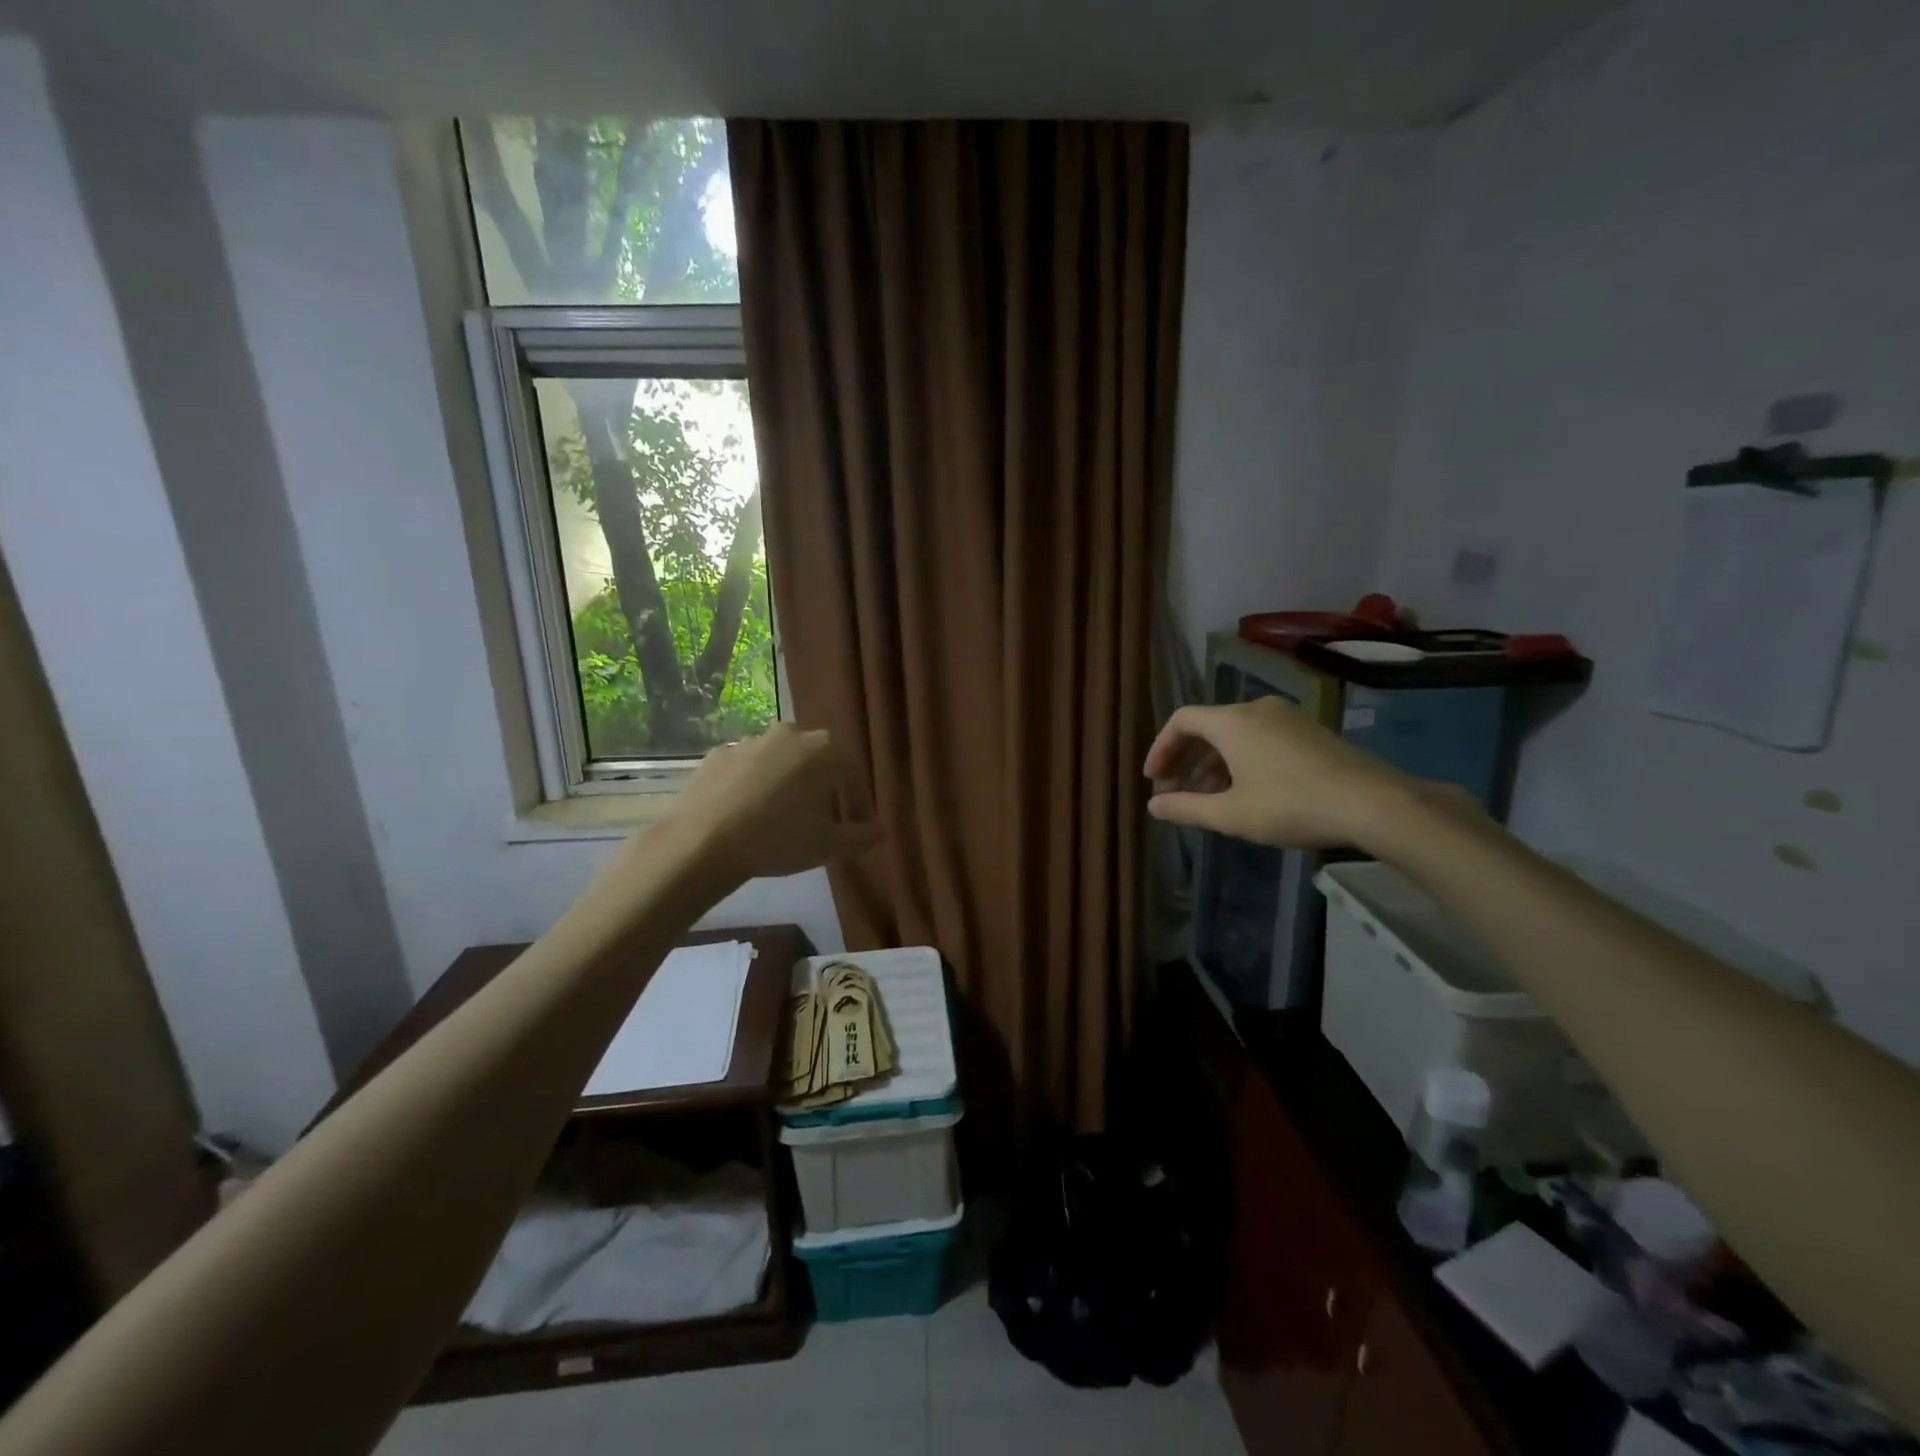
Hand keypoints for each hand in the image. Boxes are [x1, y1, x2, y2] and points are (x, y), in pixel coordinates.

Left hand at [666, 724, 880, 882]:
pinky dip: (754, 786)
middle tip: (820, 821)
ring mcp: (750, 740)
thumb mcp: (830, 845)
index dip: (859, 803)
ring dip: (787, 784)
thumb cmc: (778, 839)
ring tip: (780, 819)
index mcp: (823, 749)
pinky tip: (747, 814)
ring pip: (781, 762)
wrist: (703, 842)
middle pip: (817, 761)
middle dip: (823, 789)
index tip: (856, 828)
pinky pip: (747, 769)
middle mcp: (790, 733)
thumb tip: (880, 829)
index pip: (853, 774)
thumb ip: (862, 835)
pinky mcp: (718, 754)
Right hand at [1143, 698, 1409, 849]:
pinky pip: (1260, 739)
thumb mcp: (1230, 814)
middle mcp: (1257, 709)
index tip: (1154, 781)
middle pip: (1207, 727)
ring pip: (1235, 736)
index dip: (1161, 749)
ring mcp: (1287, 718)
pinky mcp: (1310, 732)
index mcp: (1232, 721)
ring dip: (1213, 765)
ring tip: (1208, 801)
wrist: (1373, 803)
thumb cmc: (1291, 805)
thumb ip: (1186, 808)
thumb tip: (1153, 806)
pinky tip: (1245, 793)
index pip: (1181, 721)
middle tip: (1175, 794)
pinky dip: (1241, 762)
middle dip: (1185, 761)